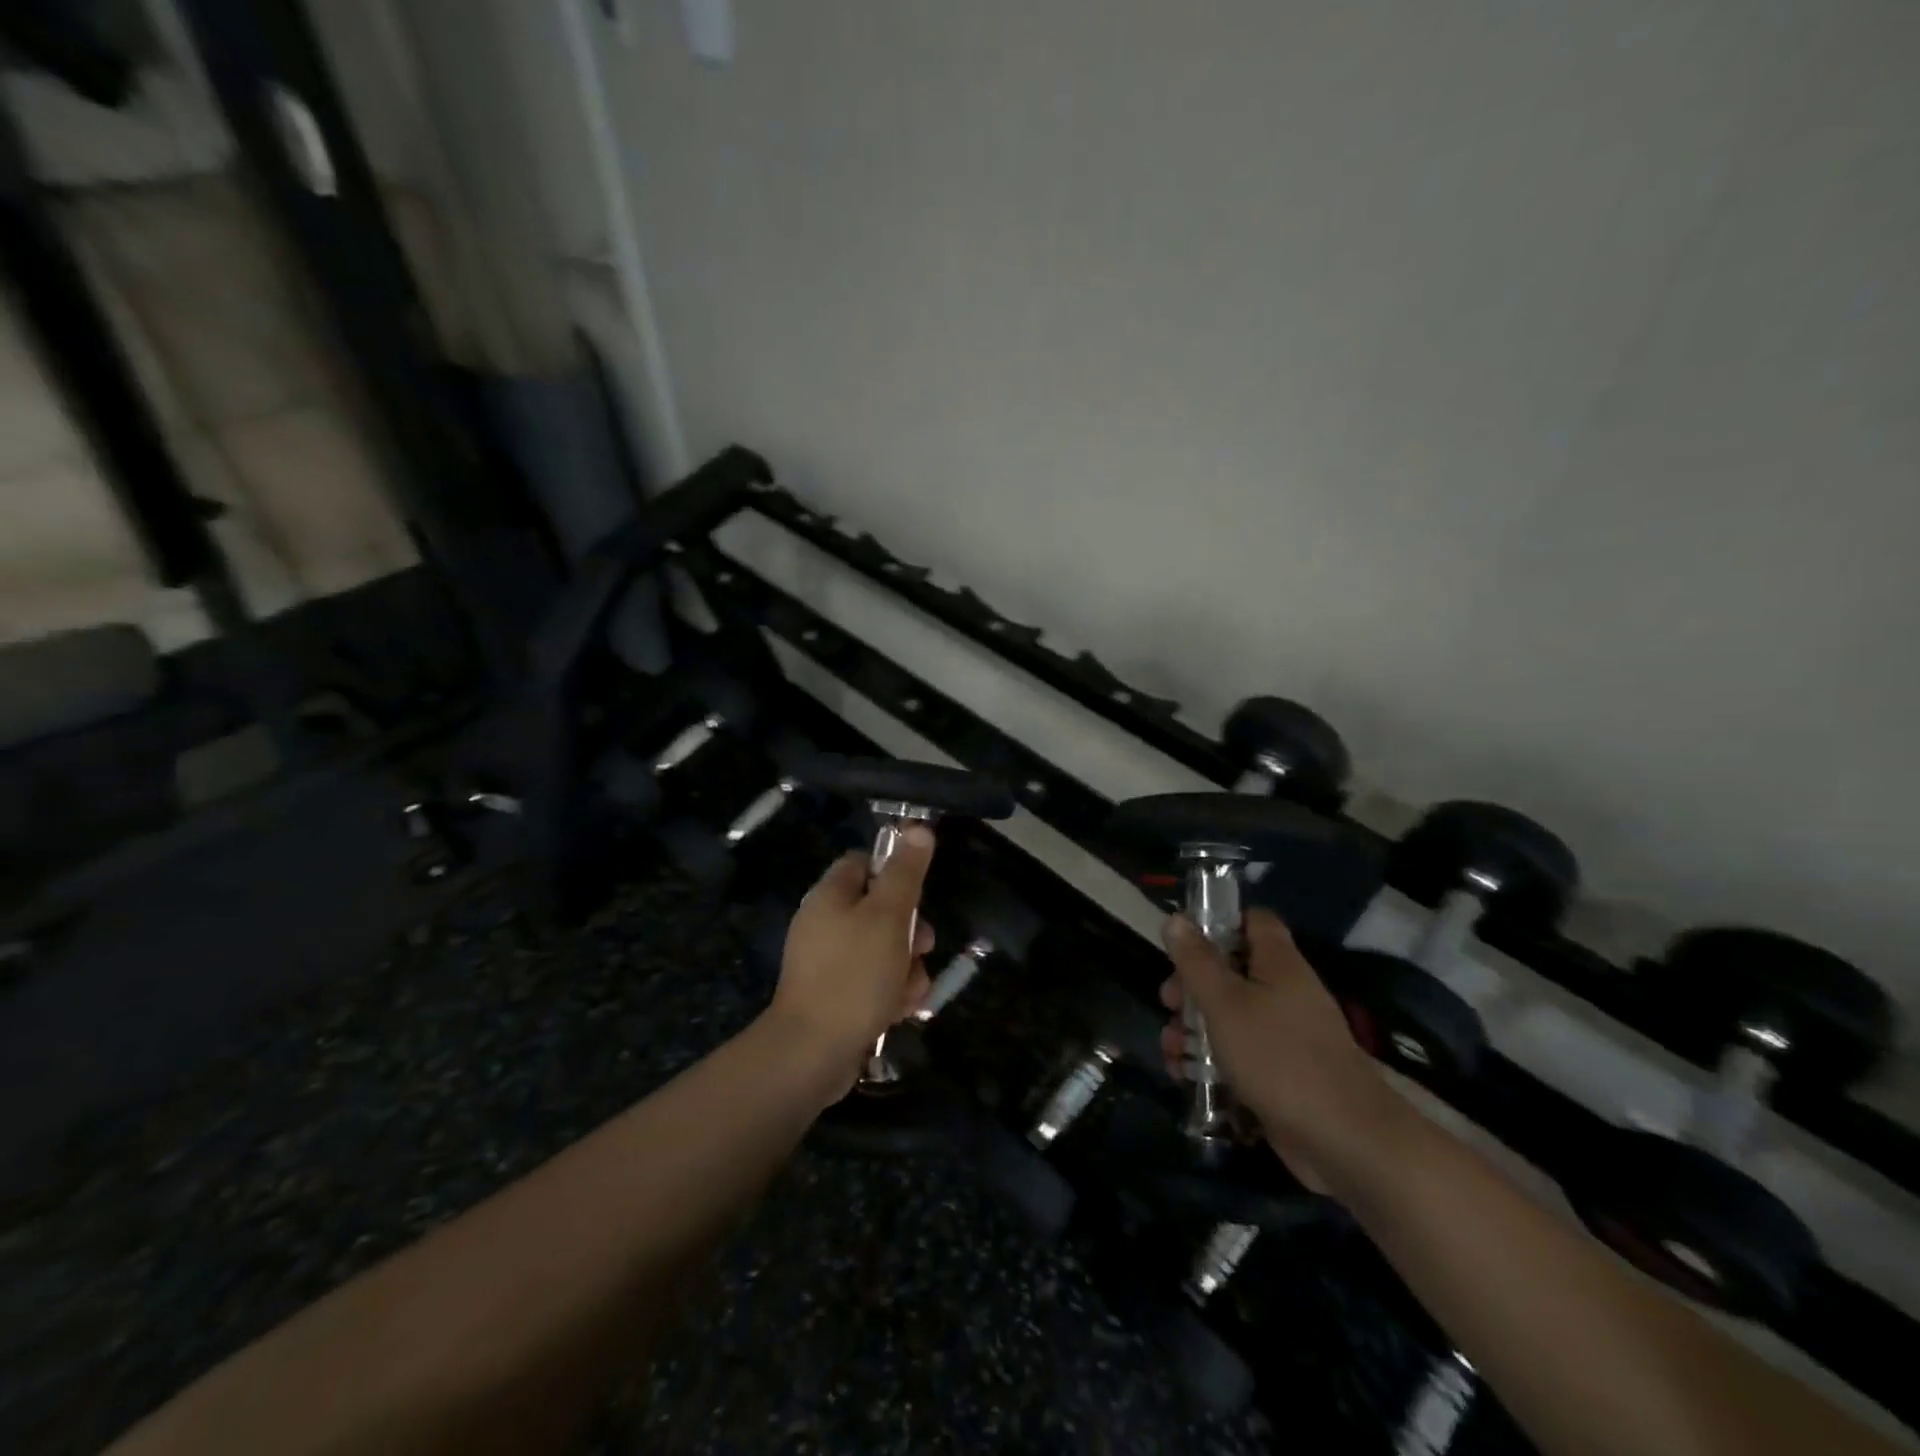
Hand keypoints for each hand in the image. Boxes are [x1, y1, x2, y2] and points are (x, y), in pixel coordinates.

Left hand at [767, 828, 936, 1097]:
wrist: (812, 1053)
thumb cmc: (853, 975)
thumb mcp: (888, 917)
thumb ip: (906, 873)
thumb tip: (919, 827)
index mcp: (830, 895)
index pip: (864, 863)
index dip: (895, 872)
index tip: (917, 891)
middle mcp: (825, 923)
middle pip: (880, 909)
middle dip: (910, 929)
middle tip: (924, 945)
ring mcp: (829, 962)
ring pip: (883, 949)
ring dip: (906, 966)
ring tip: (910, 989)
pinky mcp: (836, 996)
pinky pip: (873, 981)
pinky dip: (890, 992)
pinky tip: (900, 1010)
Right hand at [1160, 909, 1394, 1183]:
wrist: (1344, 1140)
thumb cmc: (1277, 1056)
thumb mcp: (1225, 1003)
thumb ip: (1197, 961)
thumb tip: (1176, 919)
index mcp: (1279, 964)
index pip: (1253, 921)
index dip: (1219, 922)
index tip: (1185, 943)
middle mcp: (1285, 993)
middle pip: (1232, 971)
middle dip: (1193, 986)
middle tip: (1169, 1004)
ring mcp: (1286, 1036)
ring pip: (1231, 1016)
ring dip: (1195, 1029)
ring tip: (1171, 1050)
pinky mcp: (1282, 1074)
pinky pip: (1240, 1054)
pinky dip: (1212, 1061)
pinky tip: (1186, 1077)